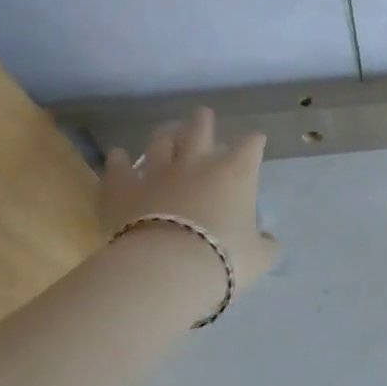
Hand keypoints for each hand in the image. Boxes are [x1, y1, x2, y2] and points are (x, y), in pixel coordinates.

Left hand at [100, 108, 280, 291]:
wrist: (167, 270)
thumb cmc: (224, 258)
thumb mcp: (259, 257)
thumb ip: (266, 245)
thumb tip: (270, 241)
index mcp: (236, 173)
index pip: (251, 145)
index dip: (254, 142)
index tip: (256, 142)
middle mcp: (197, 164)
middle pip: (201, 129)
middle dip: (204, 121)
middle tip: (203, 116)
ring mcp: (158, 173)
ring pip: (160, 141)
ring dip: (165, 134)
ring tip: (168, 130)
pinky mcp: (124, 189)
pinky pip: (119, 169)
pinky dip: (118, 161)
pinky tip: (117, 155)